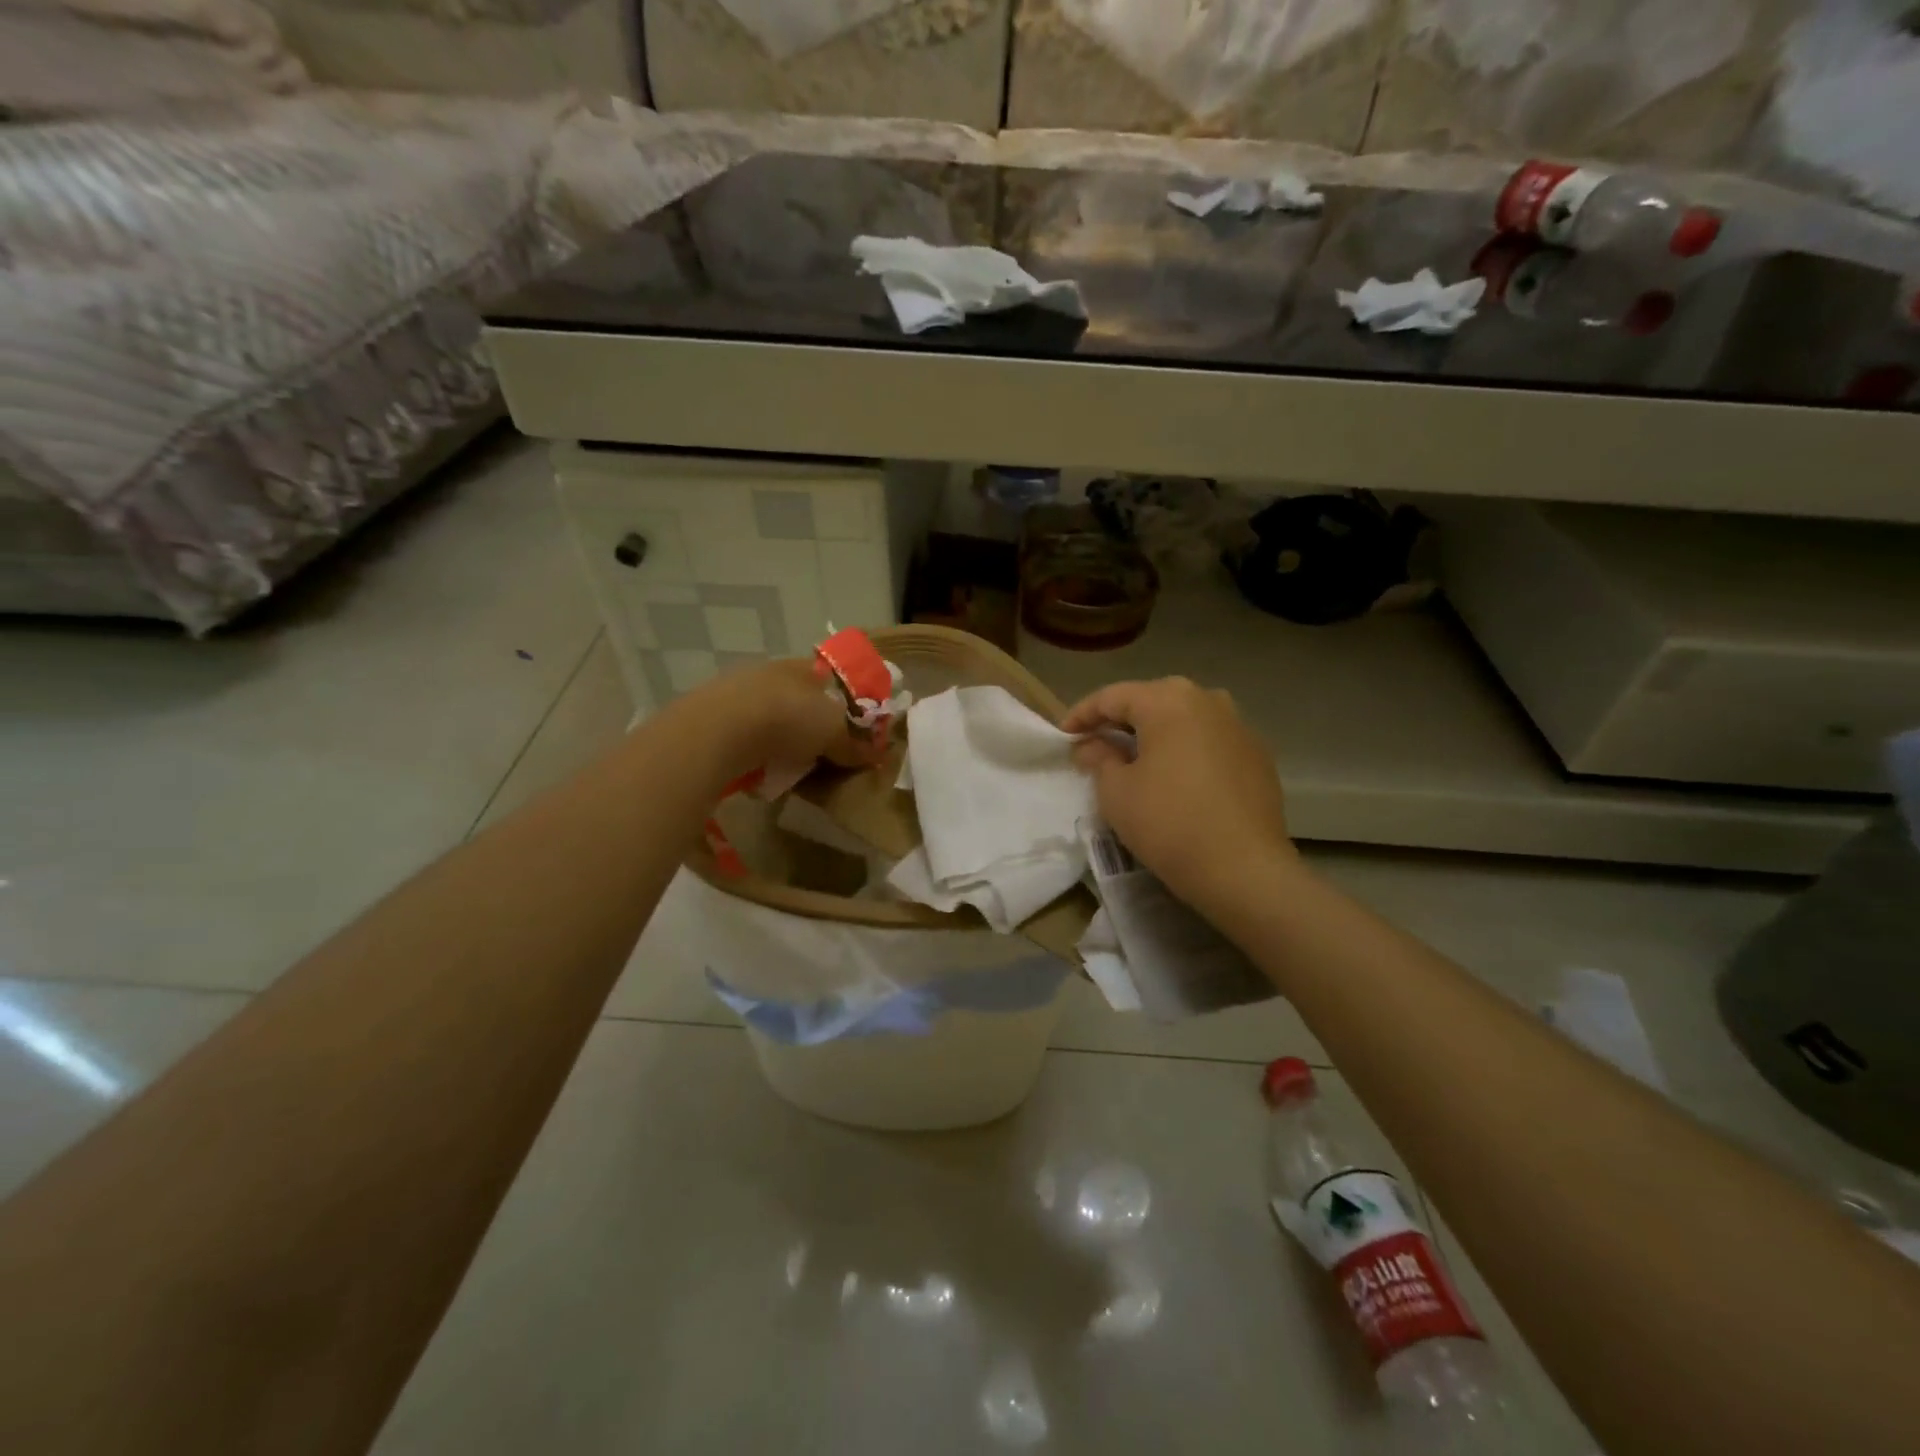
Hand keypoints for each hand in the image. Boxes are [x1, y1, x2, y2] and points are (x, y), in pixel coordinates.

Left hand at [686, 657, 879, 780]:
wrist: (720, 730)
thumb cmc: (789, 719)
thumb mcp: (833, 733)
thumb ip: (854, 745)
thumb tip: (877, 755)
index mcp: (803, 666)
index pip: (831, 678)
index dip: (844, 702)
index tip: (852, 729)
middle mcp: (770, 672)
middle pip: (800, 698)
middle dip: (812, 724)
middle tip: (825, 753)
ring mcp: (738, 692)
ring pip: (771, 717)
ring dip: (783, 739)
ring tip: (793, 767)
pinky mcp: (713, 717)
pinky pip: (747, 736)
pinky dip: (757, 751)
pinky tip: (761, 769)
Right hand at [1063, 678, 1296, 914]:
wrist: (1244, 869)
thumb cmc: (1168, 823)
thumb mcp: (1116, 792)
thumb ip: (1099, 758)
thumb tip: (1093, 745)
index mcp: (1168, 701)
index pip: (1113, 697)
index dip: (1083, 715)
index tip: (1063, 736)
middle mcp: (1207, 700)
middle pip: (1152, 700)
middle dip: (1120, 720)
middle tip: (1096, 744)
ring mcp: (1239, 726)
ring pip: (1185, 718)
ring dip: (1156, 733)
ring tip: (1135, 757)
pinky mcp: (1258, 755)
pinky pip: (1210, 740)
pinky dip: (1186, 750)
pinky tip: (1176, 777)